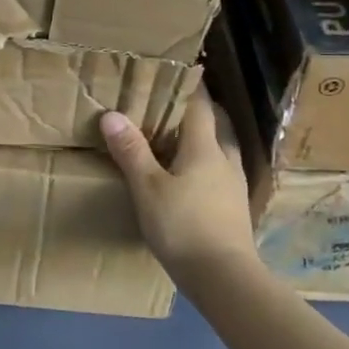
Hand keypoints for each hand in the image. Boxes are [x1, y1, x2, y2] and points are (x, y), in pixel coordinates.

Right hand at [100, 88, 257, 278]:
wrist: (224, 277)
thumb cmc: (183, 226)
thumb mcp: (147, 188)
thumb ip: (131, 151)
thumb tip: (112, 114)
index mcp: (204, 147)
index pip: (200, 105)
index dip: (190, 86)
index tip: (179, 71)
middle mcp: (225, 159)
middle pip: (218, 123)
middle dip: (202, 110)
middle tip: (176, 105)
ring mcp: (235, 185)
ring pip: (223, 148)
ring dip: (208, 137)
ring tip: (184, 139)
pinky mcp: (236, 207)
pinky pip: (223, 172)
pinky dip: (209, 164)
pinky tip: (195, 178)